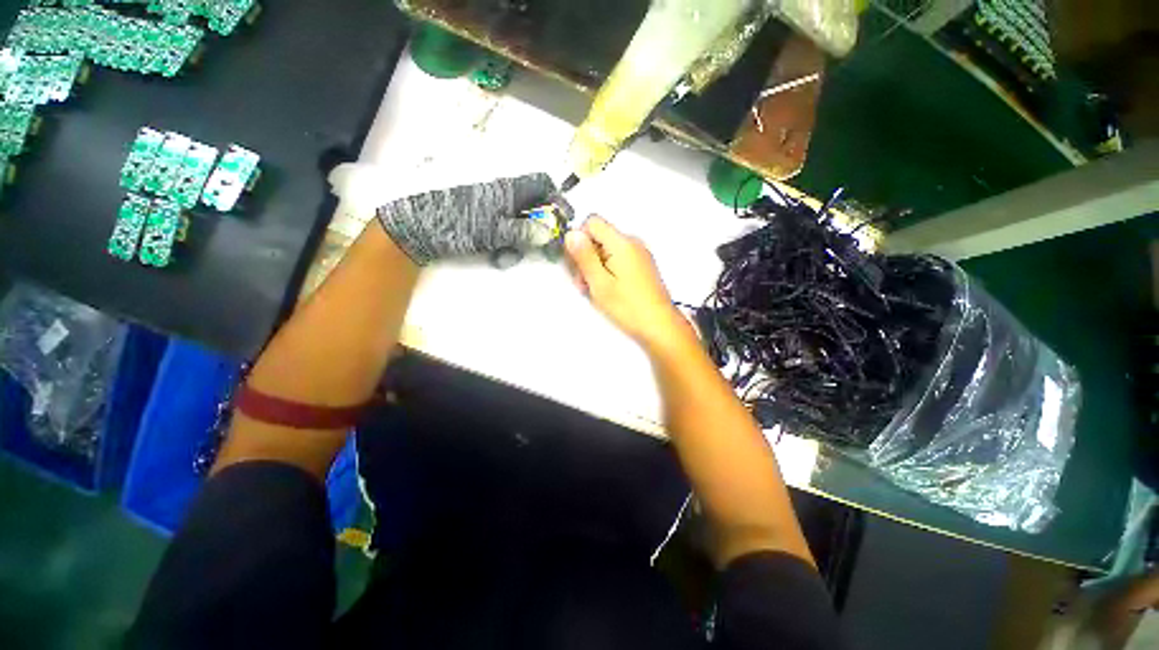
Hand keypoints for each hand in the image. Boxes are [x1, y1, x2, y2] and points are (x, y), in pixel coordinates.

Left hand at [377, 173, 573, 265]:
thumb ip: (524, 231)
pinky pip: (505, 231)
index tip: (564, 221)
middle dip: (542, 228)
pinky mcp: (484, 221)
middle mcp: (504, 196)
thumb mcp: (494, 230)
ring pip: (521, 223)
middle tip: (546, 250)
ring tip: (508, 256)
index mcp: (509, 189)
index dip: (557, 199)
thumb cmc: (458, 224)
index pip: (542, 183)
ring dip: (521, 241)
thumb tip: (550, 233)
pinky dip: (505, 244)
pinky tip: (495, 255)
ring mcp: (493, 209)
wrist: (419, 228)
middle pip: (535, 206)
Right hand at [564, 216, 690, 352]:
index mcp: (622, 243)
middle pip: (600, 237)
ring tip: (595, 290)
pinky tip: (608, 290)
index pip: (592, 222)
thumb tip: (571, 234)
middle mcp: (633, 243)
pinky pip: (619, 258)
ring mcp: (640, 254)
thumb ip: (584, 257)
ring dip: (596, 266)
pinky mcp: (643, 265)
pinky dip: (609, 270)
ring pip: (608, 249)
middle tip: (584, 283)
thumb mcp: (600, 283)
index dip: (579, 239)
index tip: (576, 263)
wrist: (660, 325)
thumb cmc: (628, 306)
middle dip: (586, 256)